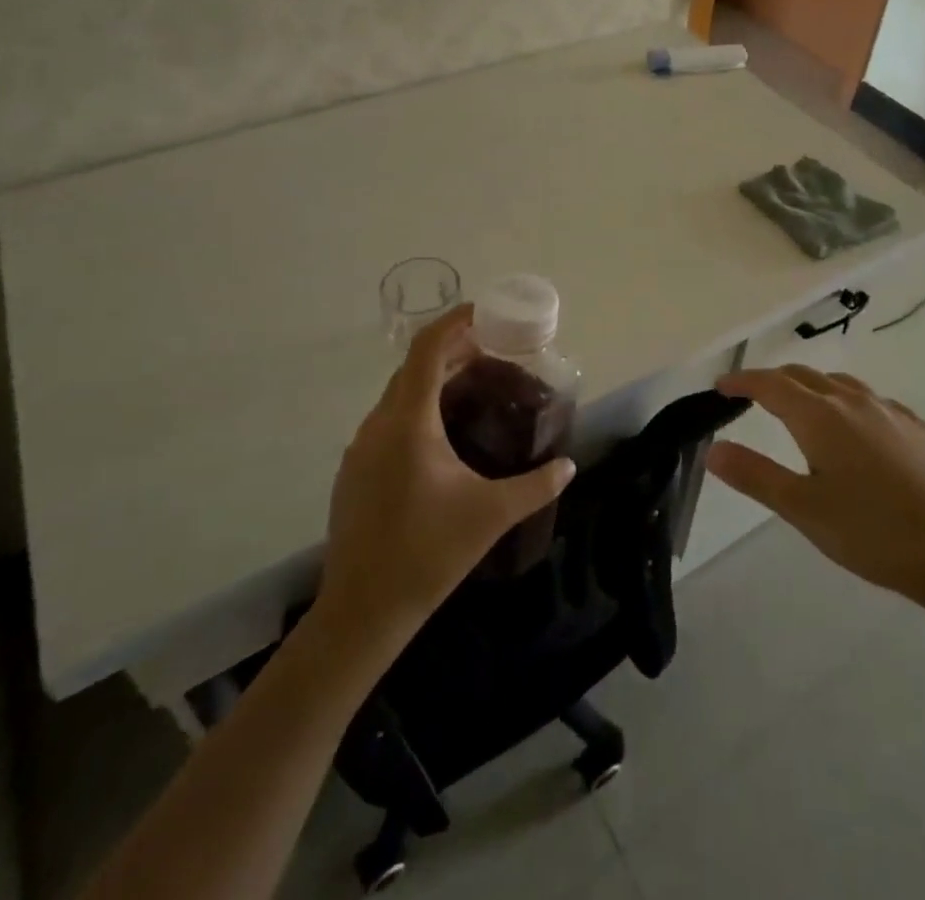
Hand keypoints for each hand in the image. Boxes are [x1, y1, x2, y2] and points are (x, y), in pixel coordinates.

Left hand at [315, 305, 575, 642]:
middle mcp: (378, 425)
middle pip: (413, 368)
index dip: (453, 323)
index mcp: (409, 423)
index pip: (427, 350)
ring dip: (433, 381)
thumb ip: (536, 486)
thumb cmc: (429, 553)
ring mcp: (360, 449)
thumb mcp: (492, 515)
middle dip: (451, 351)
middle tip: (492, 353)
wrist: (363, 611)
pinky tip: (441, 436)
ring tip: (471, 388)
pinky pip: (388, 421)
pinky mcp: (354, 471)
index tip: (483, 313)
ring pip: (398, 395)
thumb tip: (569, 466)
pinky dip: (417, 409)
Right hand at [708, 366, 924, 621]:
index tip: (720, 385)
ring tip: (801, 404)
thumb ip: (755, 475)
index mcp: (820, 417)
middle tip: (752, 395)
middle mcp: (853, 402)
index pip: (770, 384)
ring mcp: (890, 412)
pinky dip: (848, 400)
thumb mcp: (803, 509)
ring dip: (811, 385)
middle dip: (773, 379)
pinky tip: (857, 426)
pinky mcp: (919, 428)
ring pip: (840, 383)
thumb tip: (713, 449)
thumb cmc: (873, 533)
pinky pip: (872, 400)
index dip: (742, 381)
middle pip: (804, 375)